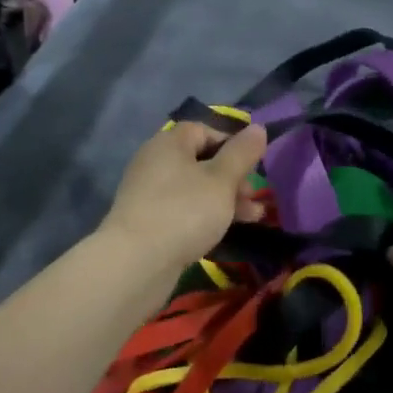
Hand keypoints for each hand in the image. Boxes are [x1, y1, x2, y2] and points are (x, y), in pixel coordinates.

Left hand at [99, 121, 268, 273]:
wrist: (135, 264)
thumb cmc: (184, 211)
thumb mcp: (222, 180)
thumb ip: (242, 153)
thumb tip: (258, 128)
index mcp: (169, 143)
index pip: (204, 130)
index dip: (232, 144)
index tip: (252, 165)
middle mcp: (155, 162)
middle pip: (201, 161)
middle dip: (233, 177)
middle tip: (254, 197)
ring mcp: (149, 193)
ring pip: (195, 188)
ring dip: (225, 199)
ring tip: (253, 218)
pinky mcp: (147, 222)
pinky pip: (183, 210)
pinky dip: (205, 216)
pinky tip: (224, 232)